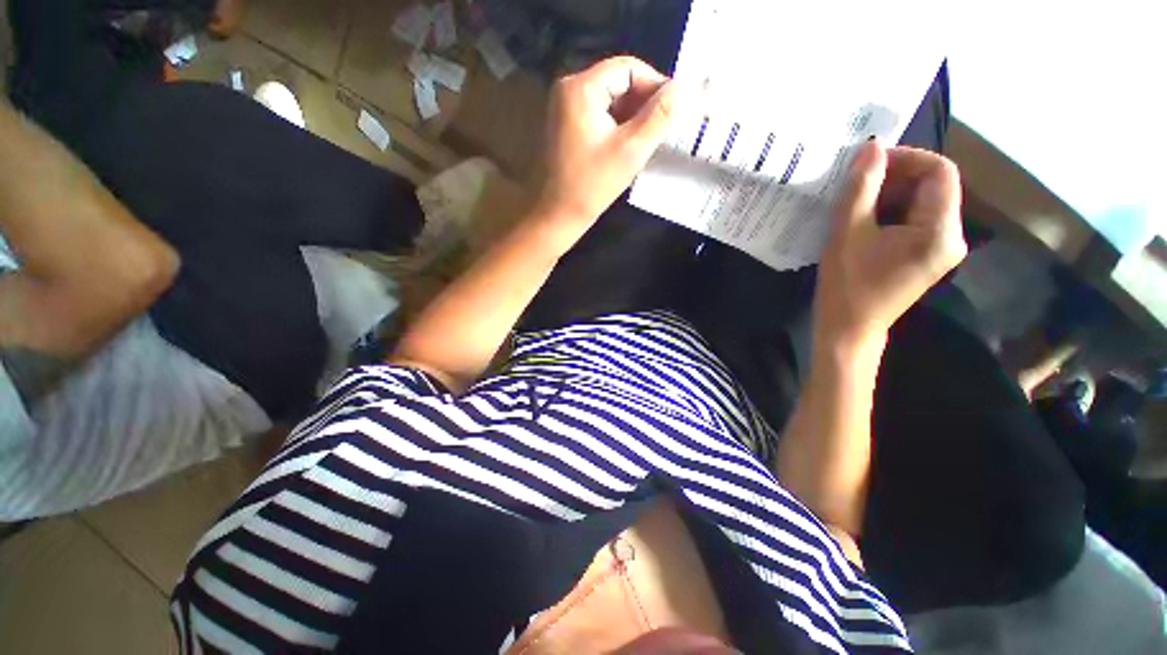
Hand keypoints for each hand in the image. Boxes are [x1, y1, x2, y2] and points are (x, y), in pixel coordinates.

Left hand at [534, 56, 675, 224]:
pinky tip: (628, 145)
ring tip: (649, 139)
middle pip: (617, 82)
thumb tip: (682, 89)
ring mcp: (564, 109)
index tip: (673, 110)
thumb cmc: (592, 185)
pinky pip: (598, 116)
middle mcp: (568, 90)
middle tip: (663, 128)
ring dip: (632, 117)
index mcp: (580, 88)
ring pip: (609, 101)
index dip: (655, 85)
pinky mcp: (565, 127)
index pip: (628, 68)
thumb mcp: (631, 150)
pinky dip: (616, 126)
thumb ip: (659, 116)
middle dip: (643, 103)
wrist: (557, 216)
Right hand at [814, 142, 967, 353]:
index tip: (869, 162)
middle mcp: (952, 236)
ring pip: (922, 203)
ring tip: (855, 201)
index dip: (907, 157)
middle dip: (896, 177)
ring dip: (890, 194)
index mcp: (940, 231)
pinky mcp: (926, 256)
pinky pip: (915, 220)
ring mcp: (941, 248)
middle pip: (934, 186)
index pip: (940, 172)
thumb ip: (861, 189)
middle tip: (856, 182)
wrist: (849, 330)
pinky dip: (891, 212)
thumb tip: (871, 148)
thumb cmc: (846, 286)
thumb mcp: (848, 234)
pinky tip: (863, 220)